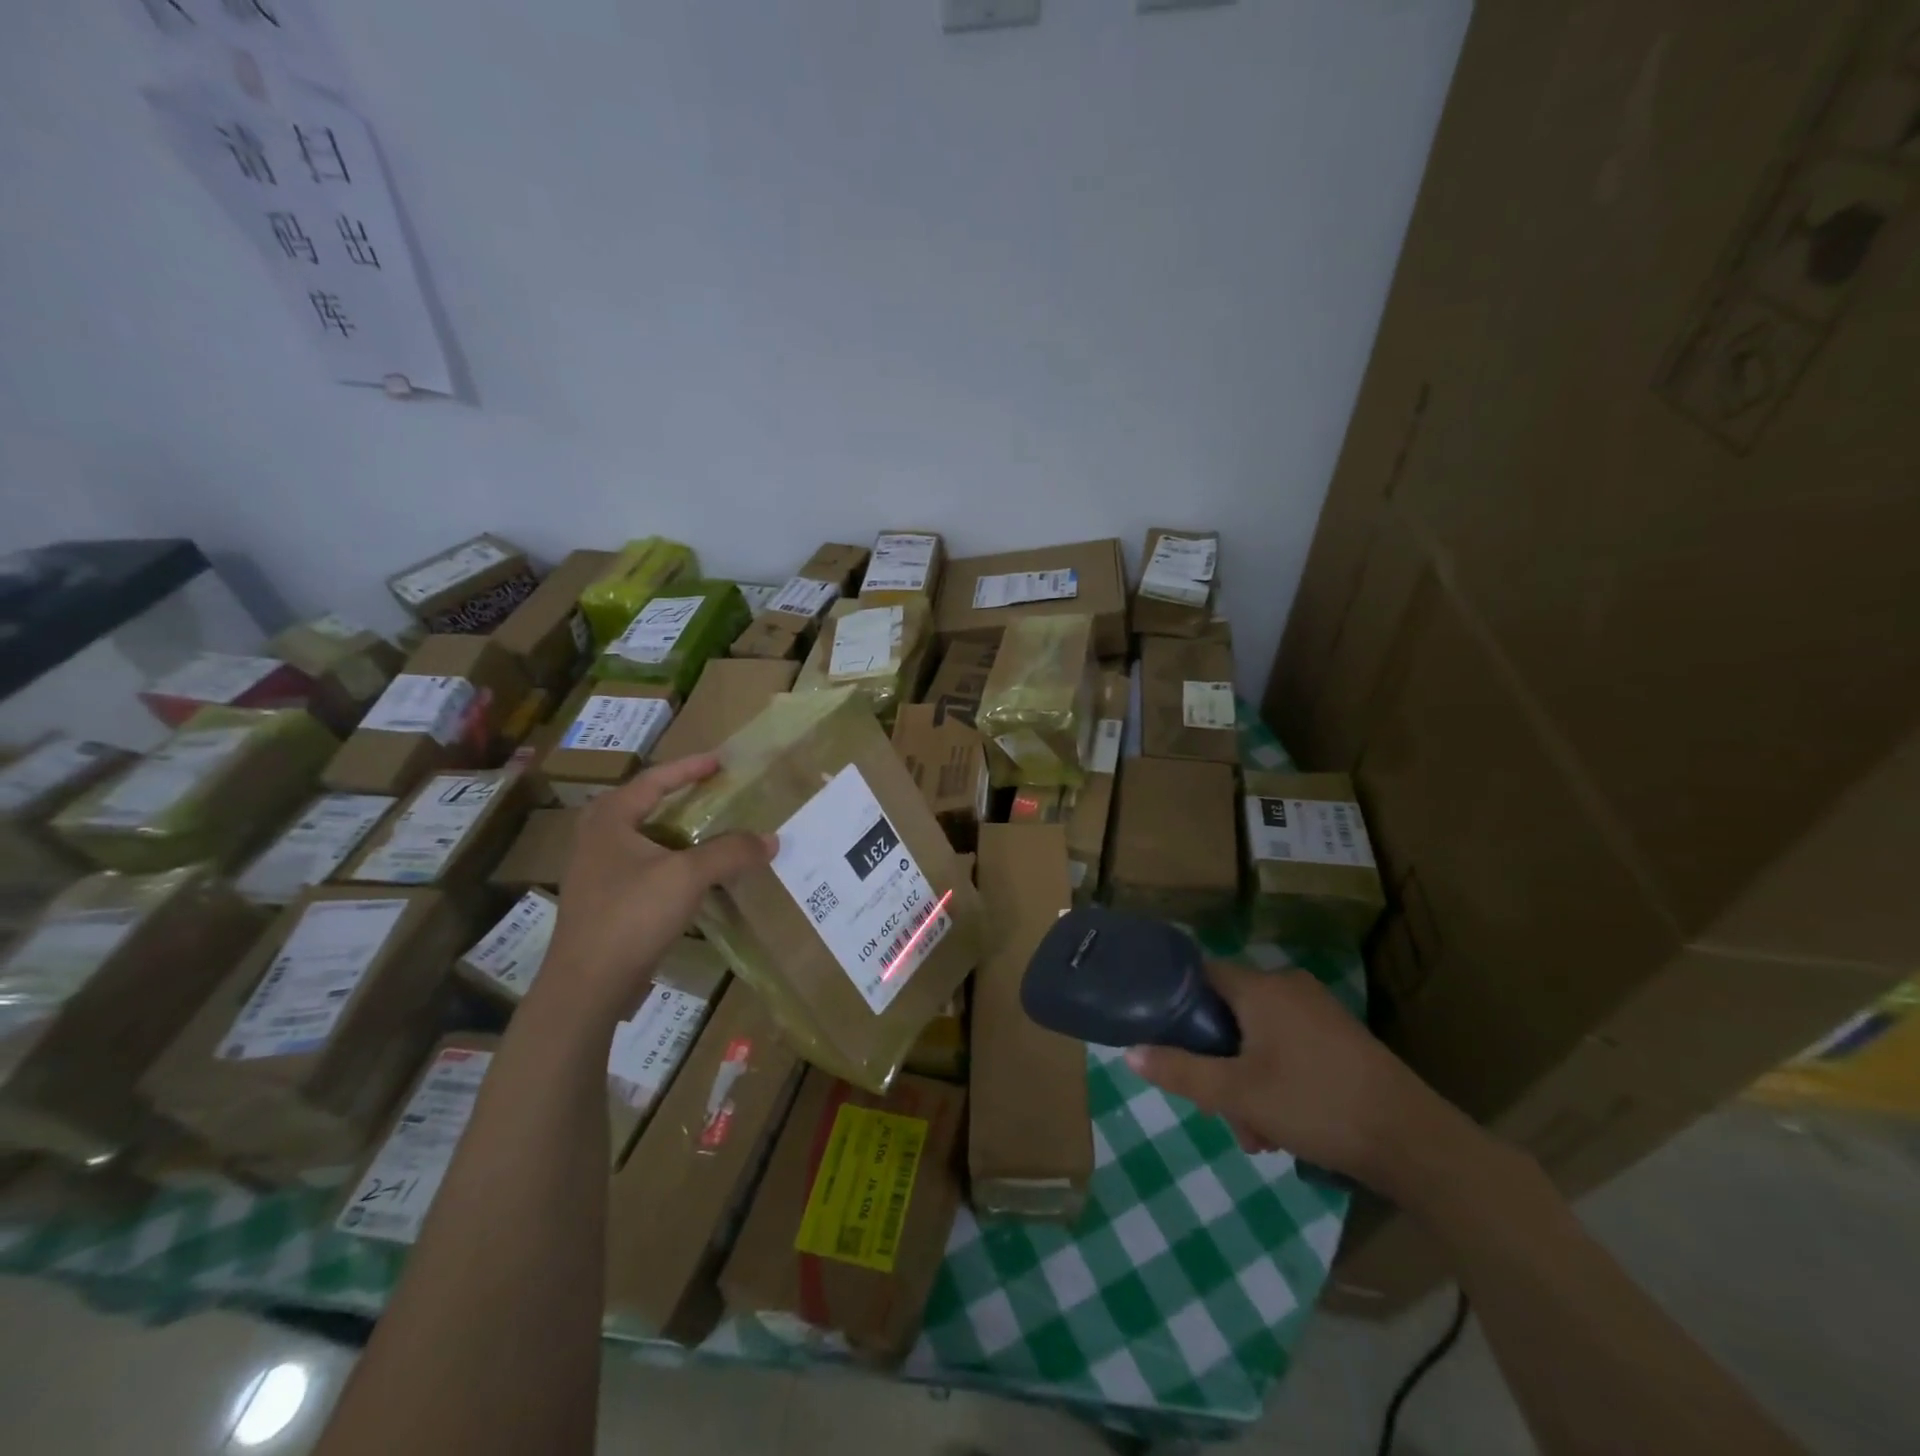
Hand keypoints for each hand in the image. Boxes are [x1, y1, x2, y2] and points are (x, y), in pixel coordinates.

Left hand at [537, 754, 773, 1027]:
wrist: (587, 985)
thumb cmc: (631, 915)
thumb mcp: (688, 876)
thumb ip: (731, 852)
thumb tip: (772, 839)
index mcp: (609, 819)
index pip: (654, 779)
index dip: (689, 767)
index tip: (720, 761)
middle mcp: (596, 838)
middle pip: (644, 804)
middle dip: (678, 796)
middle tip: (711, 792)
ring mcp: (596, 872)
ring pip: (644, 838)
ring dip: (677, 831)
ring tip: (709, 831)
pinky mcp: (604, 901)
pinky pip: (644, 866)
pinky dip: (671, 860)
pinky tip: (693, 876)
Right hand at [1126, 964, 1453, 1193]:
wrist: (1414, 1141)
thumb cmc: (1315, 1104)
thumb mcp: (1237, 1094)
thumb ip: (1180, 1072)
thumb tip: (1129, 1053)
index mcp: (1260, 987)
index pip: (1200, 975)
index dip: (1176, 1006)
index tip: (1167, 1045)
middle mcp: (1288, 986)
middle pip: (1229, 1015)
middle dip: (1218, 1065)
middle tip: (1223, 1114)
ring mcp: (1318, 1010)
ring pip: (1258, 1038)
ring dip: (1247, 1082)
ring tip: (1259, 1137)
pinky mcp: (1340, 1036)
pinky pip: (1288, 1047)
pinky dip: (1276, 1079)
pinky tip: (1286, 1127)